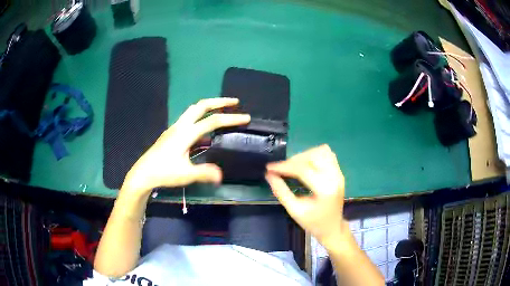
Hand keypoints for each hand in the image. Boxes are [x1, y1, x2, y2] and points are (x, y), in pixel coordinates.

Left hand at [122, 98, 249, 194]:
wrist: (143, 173)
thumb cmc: (163, 172)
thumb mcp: (186, 174)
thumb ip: (205, 172)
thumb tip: (221, 175)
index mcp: (186, 133)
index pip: (212, 121)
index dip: (231, 119)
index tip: (246, 118)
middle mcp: (180, 126)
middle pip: (201, 106)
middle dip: (219, 101)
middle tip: (234, 102)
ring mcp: (175, 128)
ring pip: (193, 110)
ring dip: (209, 107)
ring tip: (222, 110)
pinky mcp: (171, 133)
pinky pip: (189, 118)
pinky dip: (201, 116)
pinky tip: (204, 128)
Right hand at [265, 145, 345, 248]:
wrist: (332, 228)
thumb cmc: (313, 223)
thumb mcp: (294, 210)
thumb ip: (281, 192)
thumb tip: (269, 175)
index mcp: (325, 190)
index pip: (303, 170)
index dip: (284, 167)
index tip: (270, 168)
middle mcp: (335, 177)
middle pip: (313, 156)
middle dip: (294, 160)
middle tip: (282, 169)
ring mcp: (339, 173)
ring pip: (322, 151)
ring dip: (305, 155)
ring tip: (294, 166)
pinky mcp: (339, 172)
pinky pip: (328, 154)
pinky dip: (315, 155)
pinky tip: (307, 165)